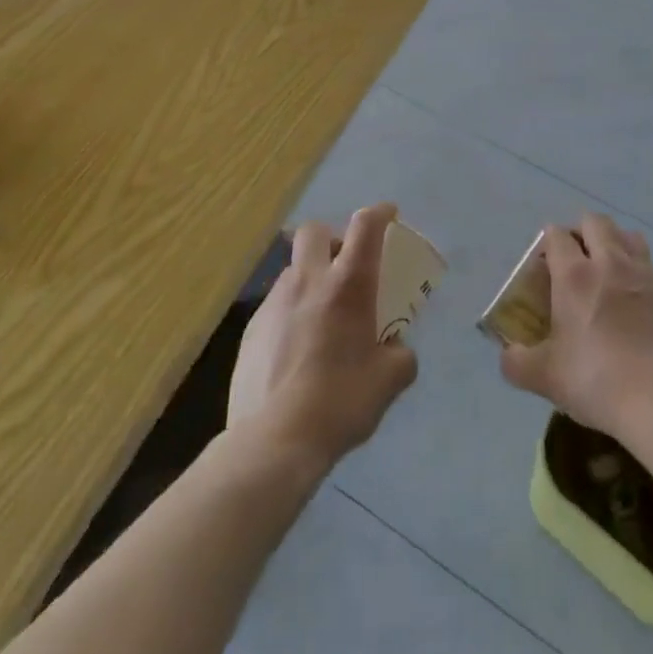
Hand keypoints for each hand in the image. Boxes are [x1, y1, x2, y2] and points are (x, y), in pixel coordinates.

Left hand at [228, 203, 417, 474]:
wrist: (275, 440)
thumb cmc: (341, 402)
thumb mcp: (390, 381)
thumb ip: (400, 355)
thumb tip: (395, 348)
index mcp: (347, 285)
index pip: (365, 226)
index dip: (379, 213)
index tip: (388, 215)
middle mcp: (308, 281)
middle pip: (315, 231)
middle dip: (332, 237)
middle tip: (346, 265)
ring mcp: (274, 303)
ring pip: (293, 269)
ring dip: (311, 278)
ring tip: (322, 315)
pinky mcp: (251, 329)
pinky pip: (277, 304)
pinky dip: (292, 312)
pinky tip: (297, 349)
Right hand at [499, 212, 652, 440]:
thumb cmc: (597, 382)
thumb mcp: (545, 378)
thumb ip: (517, 362)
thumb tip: (508, 354)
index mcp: (574, 275)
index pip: (556, 235)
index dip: (547, 244)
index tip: (543, 267)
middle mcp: (609, 264)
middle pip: (594, 222)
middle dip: (580, 232)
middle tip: (573, 262)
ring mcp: (644, 276)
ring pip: (627, 235)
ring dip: (613, 242)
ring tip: (606, 271)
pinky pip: (648, 265)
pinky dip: (636, 271)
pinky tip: (632, 301)